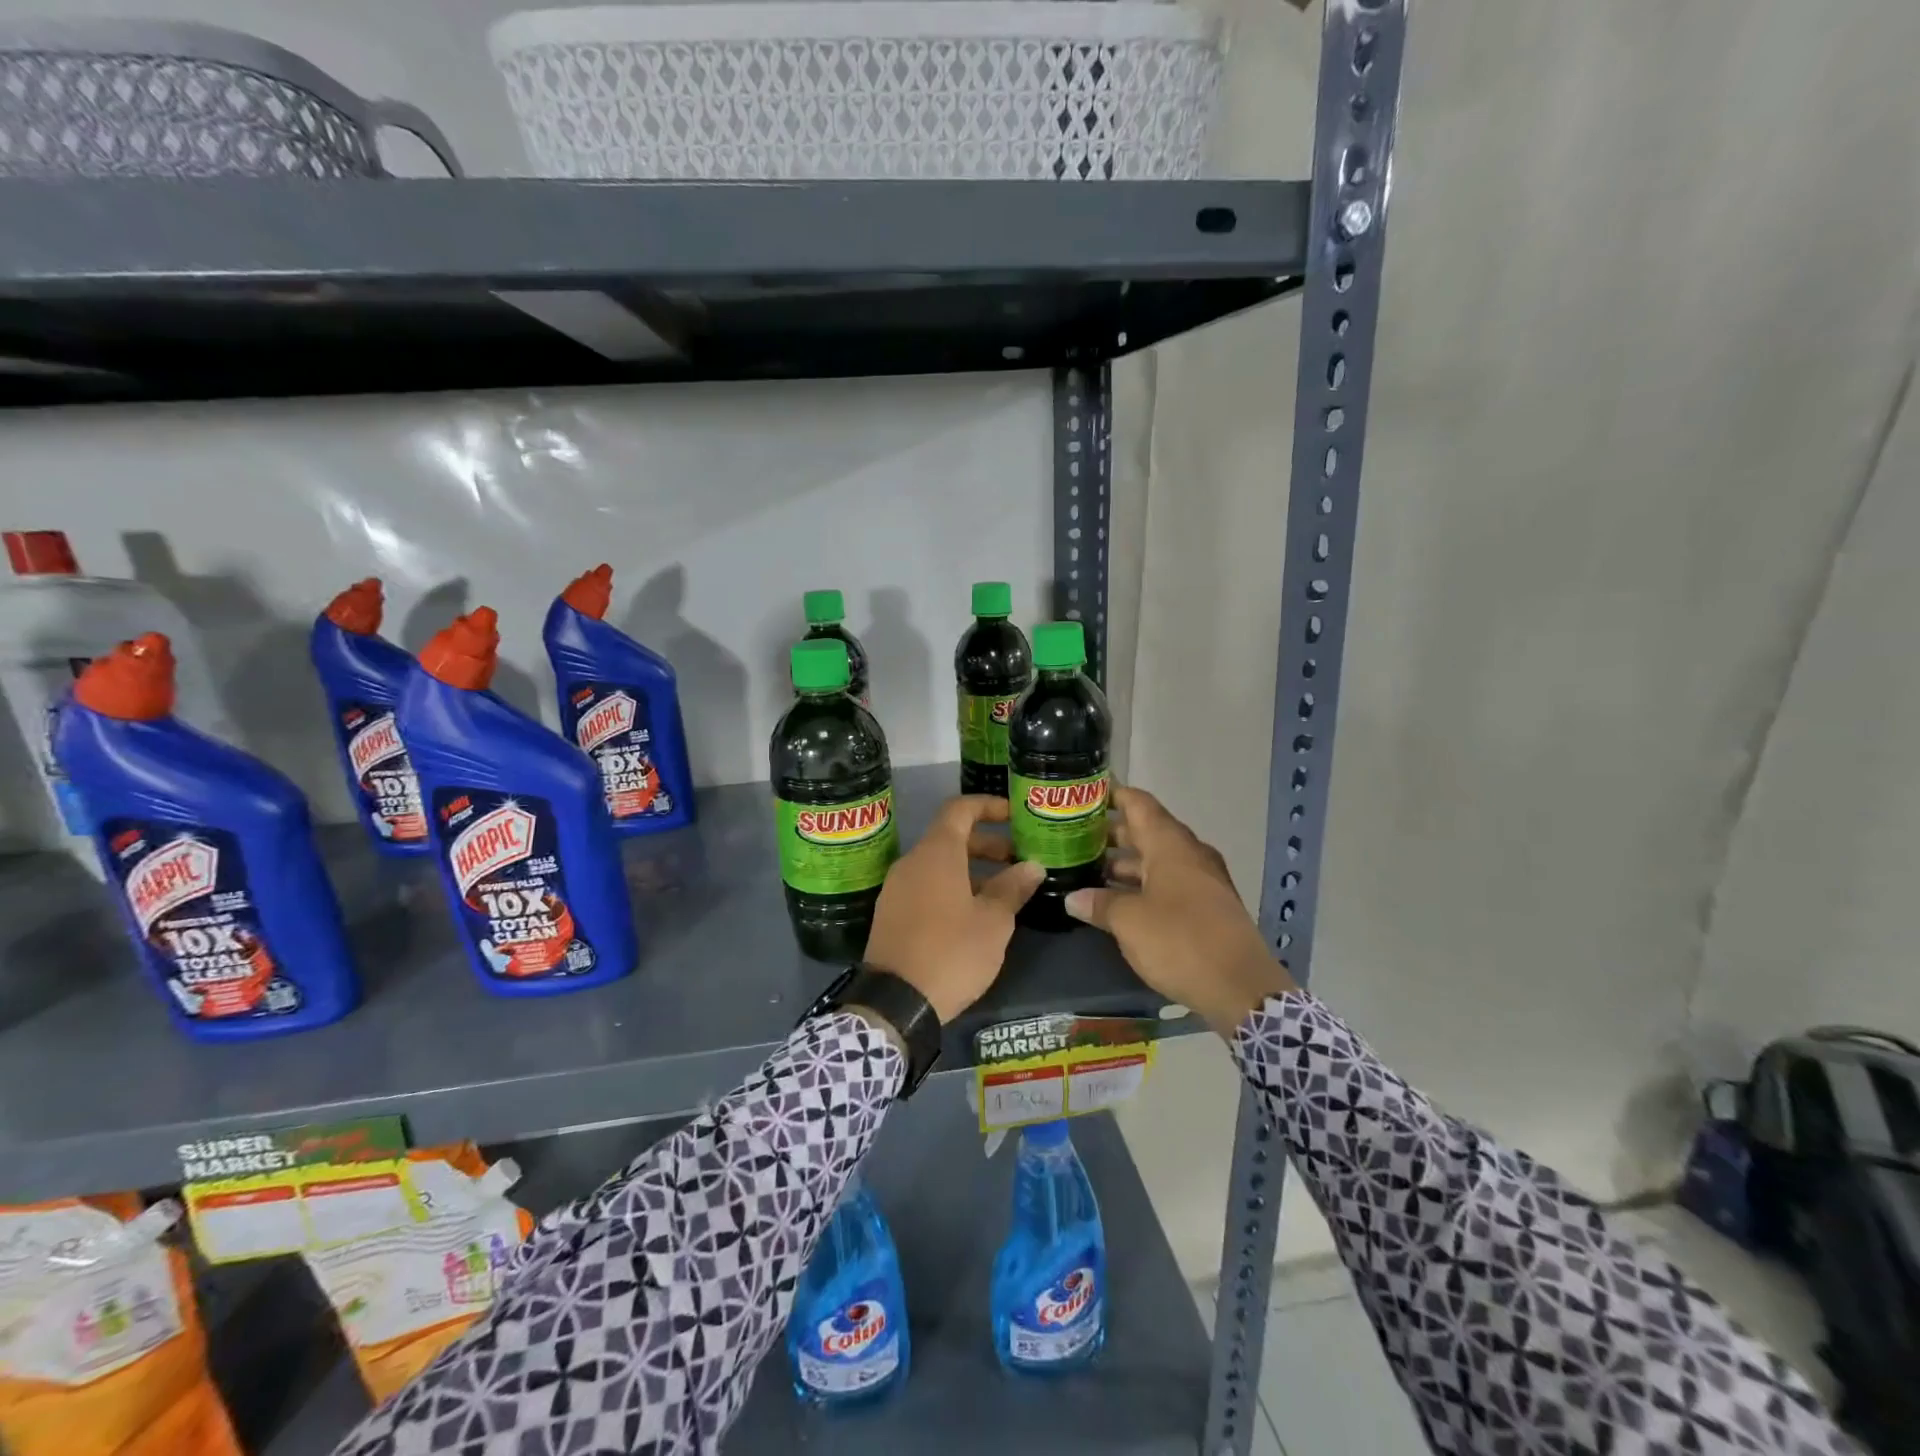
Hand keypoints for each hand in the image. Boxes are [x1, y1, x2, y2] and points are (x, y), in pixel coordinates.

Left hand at [863, 795, 1045, 1023]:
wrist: (895, 1002)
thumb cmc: (951, 952)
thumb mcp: (993, 921)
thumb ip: (1013, 888)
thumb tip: (1032, 866)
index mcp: (936, 853)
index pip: (960, 808)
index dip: (988, 806)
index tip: (1015, 816)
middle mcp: (911, 862)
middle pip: (950, 837)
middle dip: (987, 844)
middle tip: (1019, 861)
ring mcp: (896, 888)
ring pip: (938, 865)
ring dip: (971, 870)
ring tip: (1003, 892)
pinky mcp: (891, 914)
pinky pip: (925, 886)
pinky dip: (951, 887)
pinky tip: (973, 915)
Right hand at [1065, 785, 1296, 1036]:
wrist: (1241, 987)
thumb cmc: (1180, 941)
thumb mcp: (1129, 922)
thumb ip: (1099, 904)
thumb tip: (1073, 898)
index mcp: (1170, 845)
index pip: (1139, 804)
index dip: (1112, 795)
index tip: (1085, 794)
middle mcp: (1189, 854)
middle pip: (1147, 831)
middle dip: (1112, 834)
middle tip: (1075, 838)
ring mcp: (1202, 881)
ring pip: (1158, 860)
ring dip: (1126, 864)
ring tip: (1089, 870)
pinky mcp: (1208, 906)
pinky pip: (1169, 882)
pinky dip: (1143, 884)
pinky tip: (1119, 900)